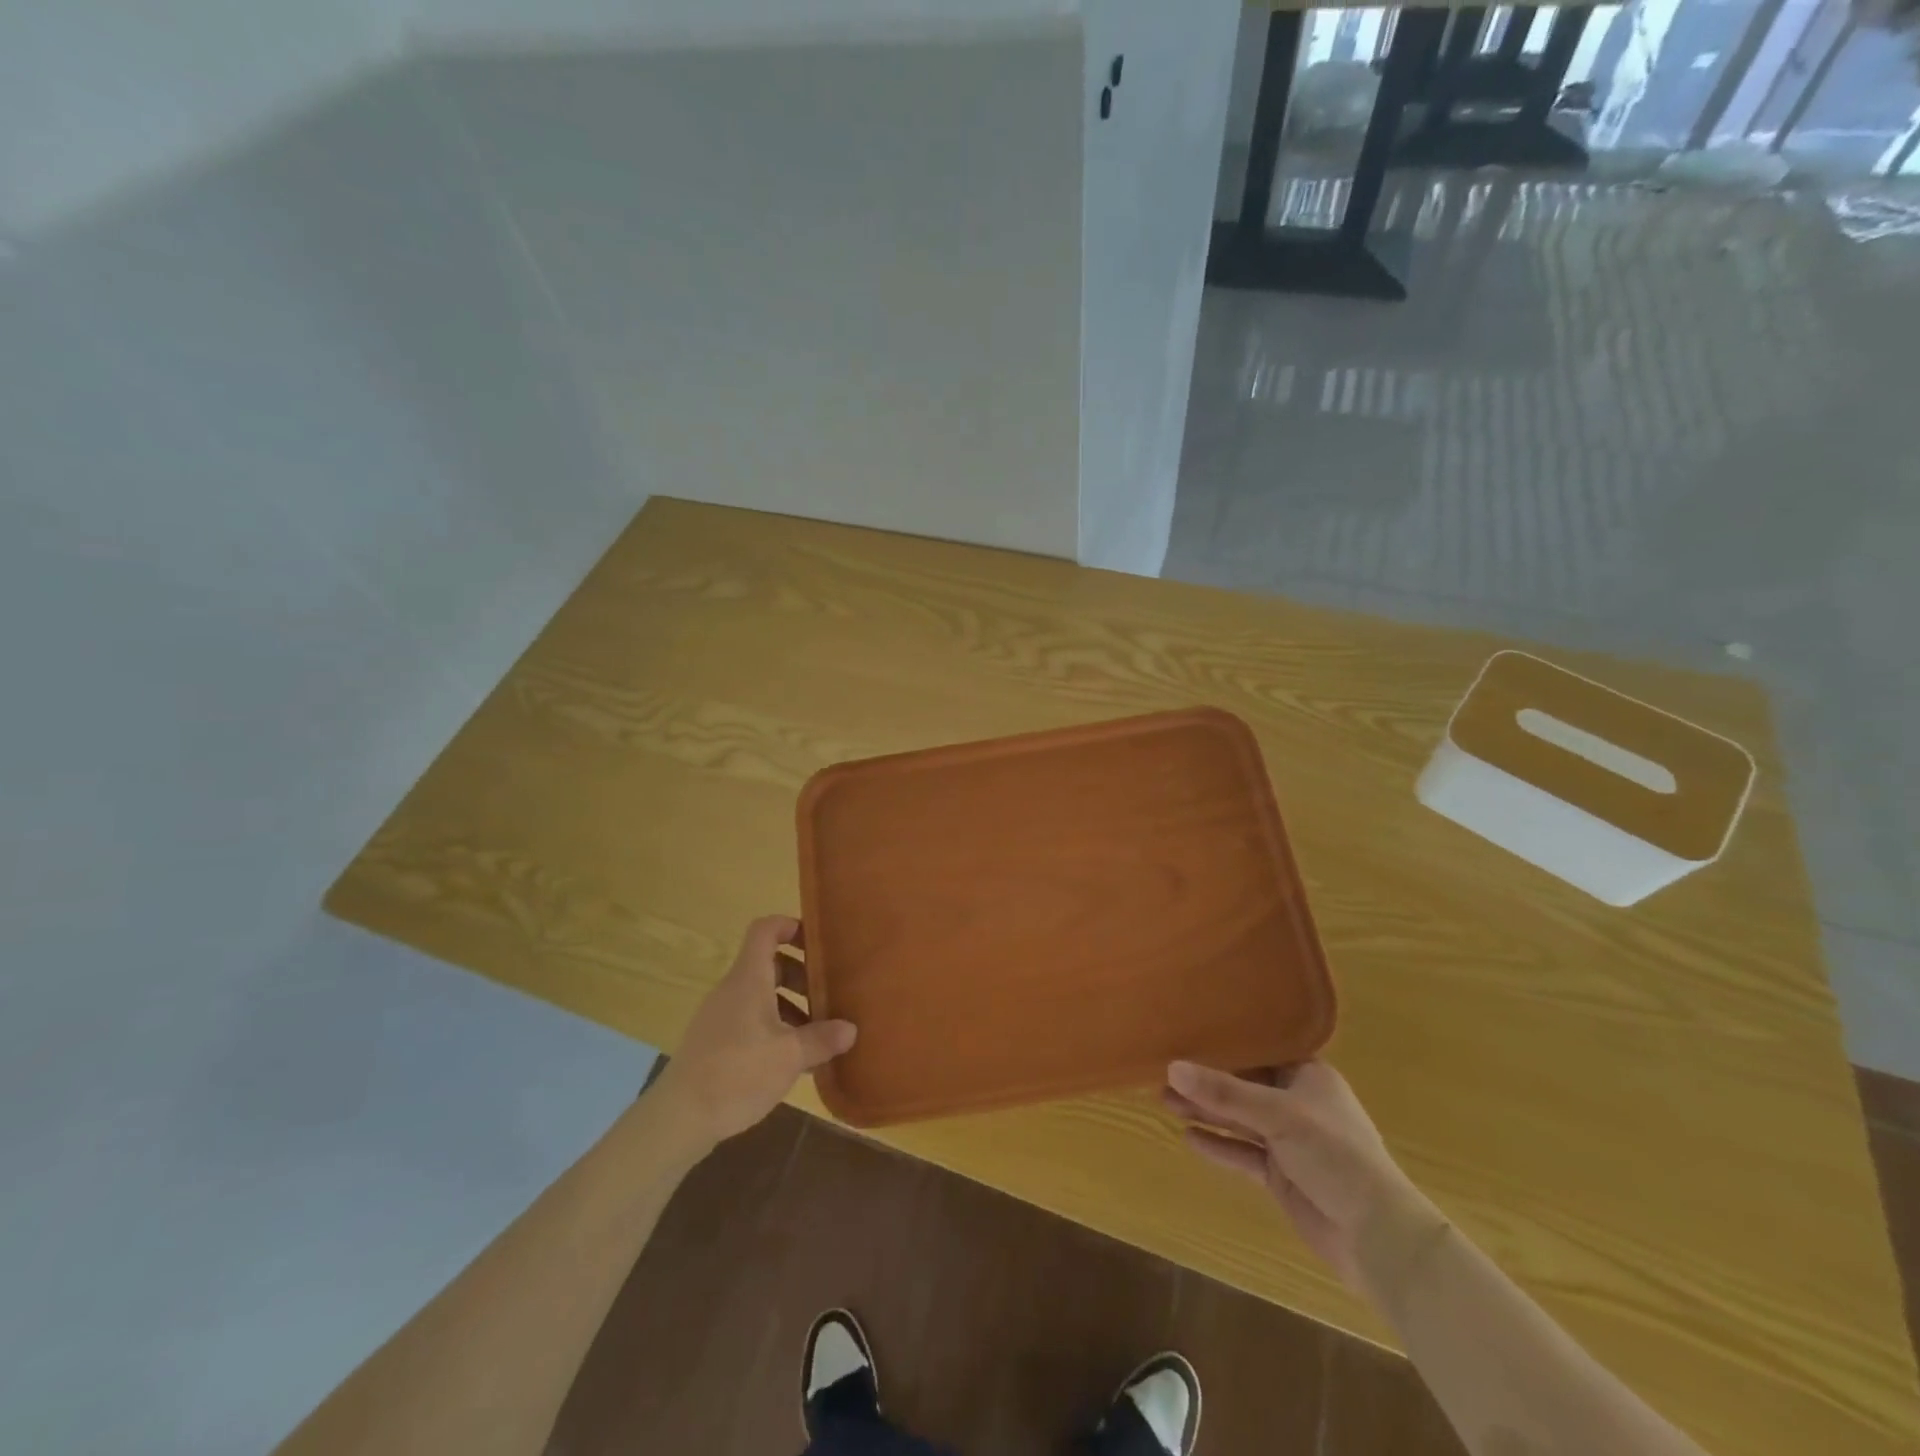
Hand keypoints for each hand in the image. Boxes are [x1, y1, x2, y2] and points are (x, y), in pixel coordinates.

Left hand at [650, 916, 856, 1149]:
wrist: (678, 1119)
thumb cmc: (737, 1073)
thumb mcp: (789, 1056)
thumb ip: (822, 1039)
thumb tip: (850, 1029)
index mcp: (748, 979)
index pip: (765, 930)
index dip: (790, 926)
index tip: (817, 941)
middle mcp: (732, 990)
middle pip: (768, 964)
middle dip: (800, 975)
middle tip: (827, 996)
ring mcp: (719, 1017)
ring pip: (760, 995)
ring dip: (789, 1006)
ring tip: (816, 1033)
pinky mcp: (713, 1043)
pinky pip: (749, 1020)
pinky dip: (773, 1027)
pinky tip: (790, 1059)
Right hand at [1164, 1060, 1445, 1305]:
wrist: (1377, 1236)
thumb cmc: (1336, 1155)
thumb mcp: (1278, 1115)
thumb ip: (1224, 1093)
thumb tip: (1172, 1068)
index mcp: (1309, 1075)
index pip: (1261, 1050)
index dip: (1226, 1042)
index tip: (1188, 1031)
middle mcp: (1297, 1102)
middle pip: (1244, 1085)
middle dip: (1206, 1081)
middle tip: (1164, 1071)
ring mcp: (1288, 1141)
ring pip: (1239, 1119)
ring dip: (1206, 1111)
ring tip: (1164, 1100)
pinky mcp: (1281, 1175)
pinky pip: (1242, 1153)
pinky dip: (1218, 1145)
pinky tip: (1188, 1137)